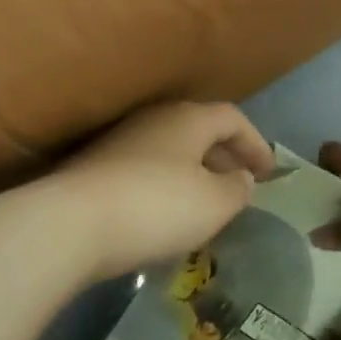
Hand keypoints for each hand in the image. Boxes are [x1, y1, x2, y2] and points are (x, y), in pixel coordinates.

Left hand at [44, 101, 276, 282]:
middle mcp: (156, 118)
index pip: (232, 118)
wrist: (72, 221)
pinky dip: (167, 185)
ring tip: (207, 205)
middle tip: (240, 186)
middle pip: (200, 129)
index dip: (255, 143)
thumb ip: (236, 189)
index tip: (268, 172)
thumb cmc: (156, 206)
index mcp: (188, 118)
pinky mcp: (98, 165)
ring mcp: (123, 139)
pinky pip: (147, 168)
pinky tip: (166, 216)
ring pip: (172, 149)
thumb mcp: (212, 204)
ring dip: (195, 172)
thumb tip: (241, 177)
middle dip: (224, 156)